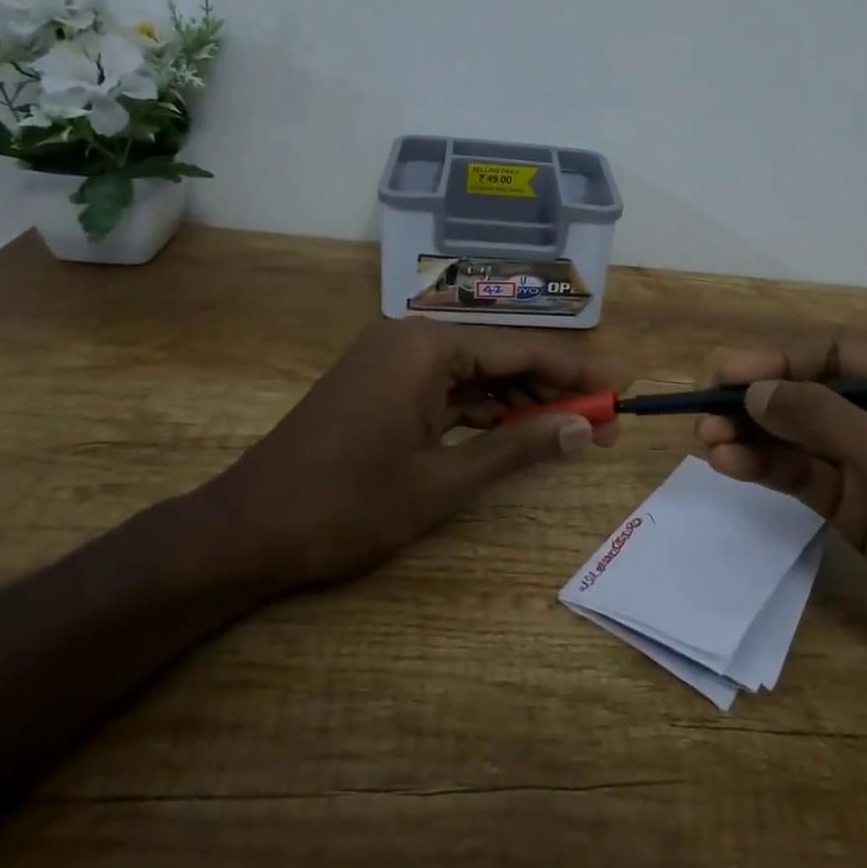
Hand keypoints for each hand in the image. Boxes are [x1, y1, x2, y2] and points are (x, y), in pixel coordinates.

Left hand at [205, 318, 626, 593]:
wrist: (246, 530)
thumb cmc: (348, 506)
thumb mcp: (443, 482)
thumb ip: (517, 449)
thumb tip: (581, 430)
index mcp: (428, 346)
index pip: (522, 351)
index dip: (577, 372)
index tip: (620, 388)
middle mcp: (411, 337)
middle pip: (500, 357)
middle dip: (552, 390)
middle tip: (600, 425)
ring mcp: (390, 358)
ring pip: (473, 373)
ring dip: (518, 402)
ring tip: (566, 432)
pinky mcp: (378, 382)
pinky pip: (444, 387)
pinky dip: (479, 410)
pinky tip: (511, 432)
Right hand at [695, 336, 866, 668]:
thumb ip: (824, 421)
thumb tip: (754, 391)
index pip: (835, 351)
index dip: (776, 359)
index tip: (724, 374)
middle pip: (810, 389)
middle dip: (757, 398)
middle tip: (702, 407)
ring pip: (800, 432)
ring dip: (753, 434)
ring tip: (705, 439)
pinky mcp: (857, 501)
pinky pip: (803, 472)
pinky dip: (767, 467)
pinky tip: (729, 465)